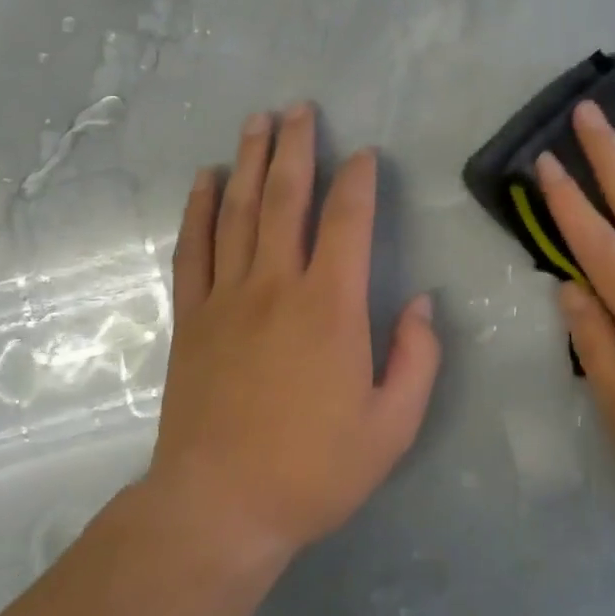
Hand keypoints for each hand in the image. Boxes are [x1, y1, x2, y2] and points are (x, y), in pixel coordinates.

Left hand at [147, 104, 442, 560]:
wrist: (220, 508)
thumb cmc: (314, 469)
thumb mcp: (393, 425)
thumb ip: (417, 358)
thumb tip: (422, 304)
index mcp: (331, 306)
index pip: (347, 221)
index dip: (358, 181)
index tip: (364, 155)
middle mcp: (276, 285)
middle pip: (286, 198)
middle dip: (296, 147)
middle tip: (300, 108)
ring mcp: (227, 297)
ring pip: (239, 211)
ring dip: (250, 161)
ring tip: (257, 121)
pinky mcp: (192, 318)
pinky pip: (193, 249)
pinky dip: (199, 209)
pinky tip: (205, 180)